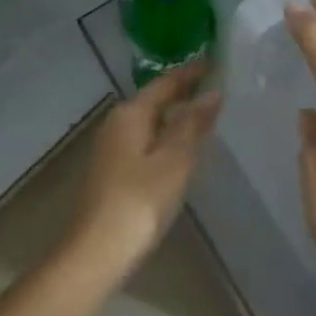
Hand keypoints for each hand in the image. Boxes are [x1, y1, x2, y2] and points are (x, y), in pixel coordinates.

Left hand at [70, 63, 222, 273]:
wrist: (97, 252)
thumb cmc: (140, 201)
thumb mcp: (175, 160)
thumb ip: (193, 124)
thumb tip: (212, 93)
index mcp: (131, 114)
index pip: (166, 83)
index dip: (192, 73)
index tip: (218, 63)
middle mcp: (116, 124)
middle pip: (155, 100)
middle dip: (184, 93)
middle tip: (219, 87)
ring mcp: (111, 149)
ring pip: (150, 122)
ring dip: (176, 117)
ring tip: (208, 115)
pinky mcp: (112, 172)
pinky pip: (145, 142)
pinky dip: (166, 138)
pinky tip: (183, 149)